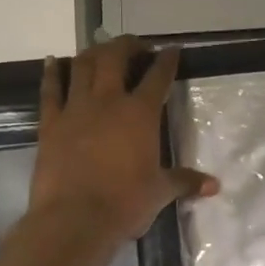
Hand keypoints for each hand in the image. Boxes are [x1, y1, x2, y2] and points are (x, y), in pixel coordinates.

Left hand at [31, 36, 218, 240]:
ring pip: (82, 66)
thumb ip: (185, 181)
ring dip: (93, 52)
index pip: (158, 76)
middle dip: (127, 45)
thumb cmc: (124, 203)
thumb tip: (215, 185)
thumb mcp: (160, 192)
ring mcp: (75, 109)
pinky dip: (53, 72)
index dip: (167, 60)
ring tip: (100, 49)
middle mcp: (108, 101)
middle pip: (115, 58)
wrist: (74, 220)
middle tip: (135, 45)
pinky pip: (50, 90)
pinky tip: (54, 61)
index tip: (171, 50)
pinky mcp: (50, 123)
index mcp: (140, 113)